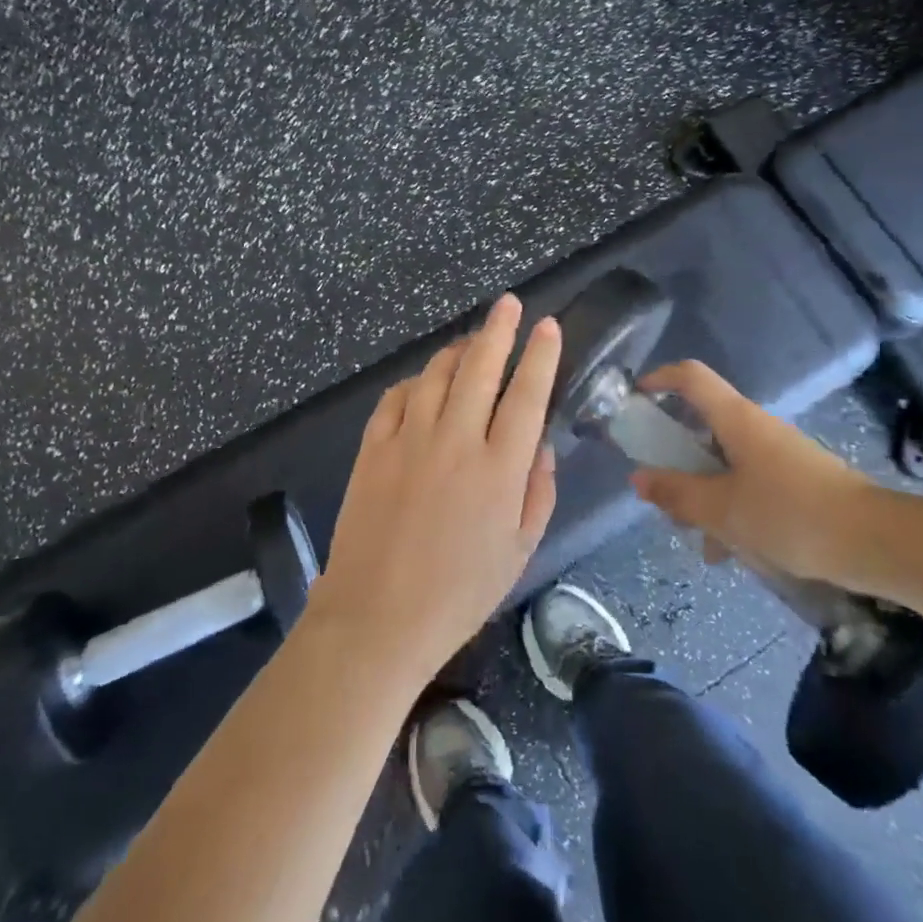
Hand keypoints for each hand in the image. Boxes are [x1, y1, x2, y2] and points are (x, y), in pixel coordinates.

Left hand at [311, 294, 561, 684]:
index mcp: (499, 468)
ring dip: (457, 349)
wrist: (377, 618)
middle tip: (509, 303)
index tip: (548, 326)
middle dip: (499, 329)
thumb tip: (540, 446)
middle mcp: (456, 441)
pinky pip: (396, 398)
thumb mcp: (519, 551)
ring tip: (471, 339)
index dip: (541, 355)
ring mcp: (409, 439)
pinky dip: (414, 382)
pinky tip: (423, 383)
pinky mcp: (374, 448)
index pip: (527, 395)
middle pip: (481, 367)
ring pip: (437, 374)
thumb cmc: (459, 593)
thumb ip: (537, 492)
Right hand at [630, 360, 892, 591]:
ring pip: (726, 464)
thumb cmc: (790, 514)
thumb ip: (677, 493)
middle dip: (678, 459)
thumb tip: (638, 478)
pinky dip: (734, 511)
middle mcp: (757, 428)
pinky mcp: (798, 482)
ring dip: (706, 496)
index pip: (691, 376)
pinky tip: (734, 554)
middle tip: (664, 495)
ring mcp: (780, 455)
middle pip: (704, 426)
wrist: (876, 542)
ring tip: (701, 542)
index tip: (636, 400)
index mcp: (736, 419)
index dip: (660, 379)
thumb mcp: (722, 509)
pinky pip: (751, 486)